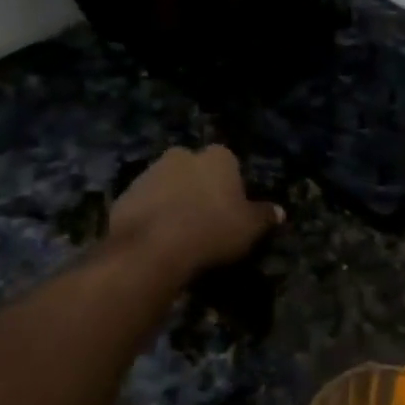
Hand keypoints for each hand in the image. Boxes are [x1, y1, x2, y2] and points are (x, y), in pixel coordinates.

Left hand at [109, 146, 281, 273]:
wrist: (154, 248)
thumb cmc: (212, 230)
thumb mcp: (250, 227)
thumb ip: (264, 216)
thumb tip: (279, 211)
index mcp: (217, 156)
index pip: (228, 162)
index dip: (229, 184)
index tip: (230, 207)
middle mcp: (182, 155)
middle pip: (193, 169)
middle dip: (197, 186)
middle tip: (204, 217)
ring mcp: (149, 173)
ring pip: (166, 184)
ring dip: (172, 200)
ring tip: (179, 233)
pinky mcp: (124, 195)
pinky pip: (144, 204)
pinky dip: (150, 216)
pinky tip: (157, 240)